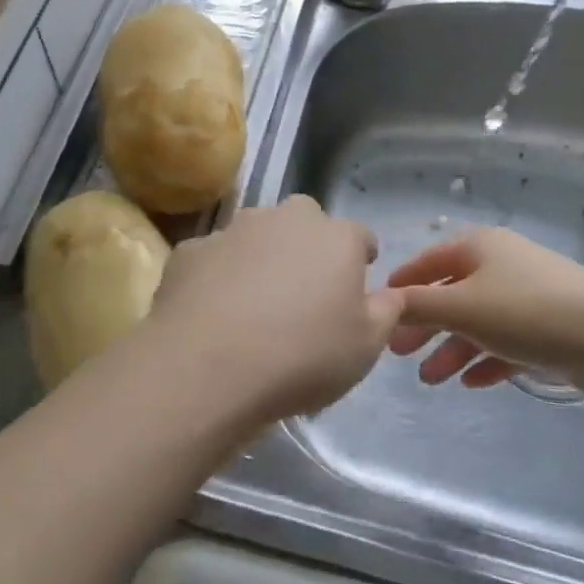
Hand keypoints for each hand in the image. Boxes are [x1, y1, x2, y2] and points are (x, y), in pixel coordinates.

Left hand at [151, 196, 397, 425]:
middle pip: (305, 222)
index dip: (360, 258)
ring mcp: (234, 229)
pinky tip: (212, 312)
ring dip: (260, 256)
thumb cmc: (303, 356)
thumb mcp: (365, 347)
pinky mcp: (192, 249)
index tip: (356, 283)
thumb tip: (391, 294)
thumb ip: (385, 312)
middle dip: (308, 246)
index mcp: (335, 238)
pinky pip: (214, 258)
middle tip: (304, 291)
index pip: (359, 236)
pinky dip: (218, 276)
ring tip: (254, 303)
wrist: (209, 364)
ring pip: (256, 234)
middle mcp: (286, 220)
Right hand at [386, 228, 583, 390]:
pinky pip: (506, 342)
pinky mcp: (550, 327)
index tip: (379, 308)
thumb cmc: (526, 312)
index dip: (403, 284)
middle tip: (399, 354)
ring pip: (478, 322)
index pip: (429, 261)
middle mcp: (502, 264)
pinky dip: (486, 359)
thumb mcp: (463, 307)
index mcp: (479, 247)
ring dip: (452, 349)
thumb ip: (419, 305)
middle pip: (452, 294)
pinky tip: (471, 383)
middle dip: (425, 325)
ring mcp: (528, 295)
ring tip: (431, 380)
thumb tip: (384, 302)